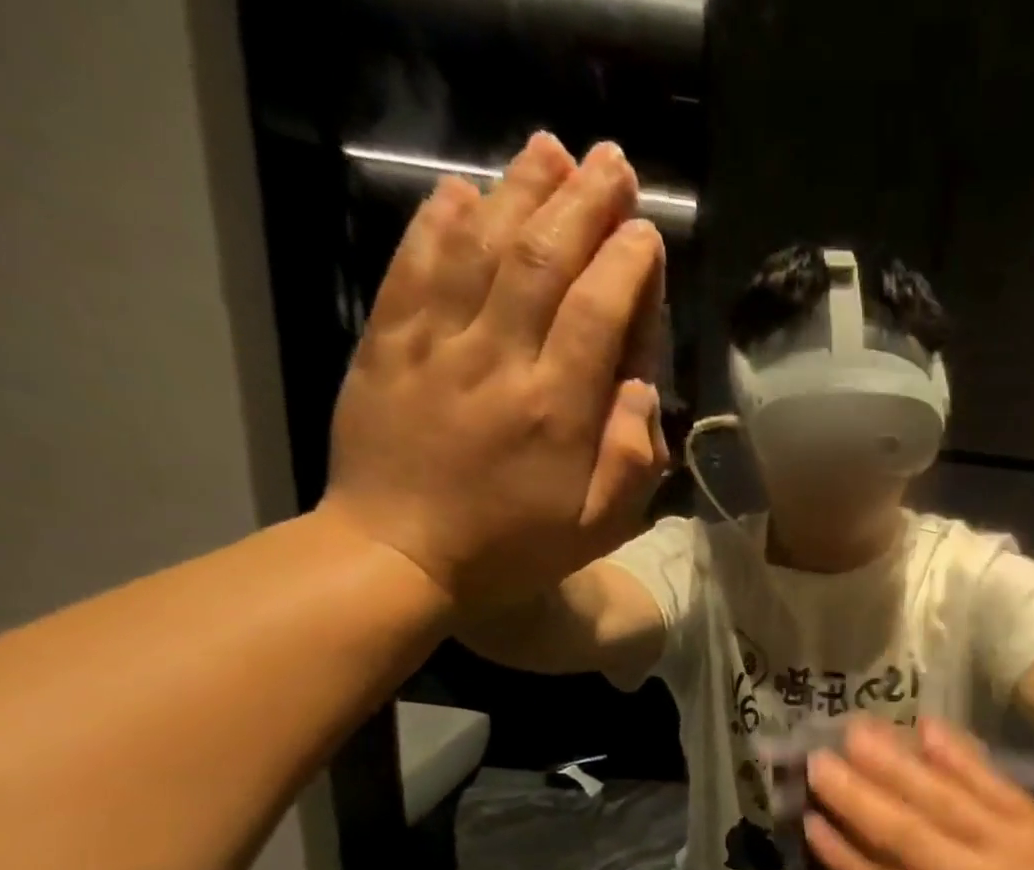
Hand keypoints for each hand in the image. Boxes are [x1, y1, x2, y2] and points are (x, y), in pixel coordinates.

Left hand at [320, 133, 670, 609]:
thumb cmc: (512, 549)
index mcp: (556, 412)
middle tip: (613, 165)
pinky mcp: (388, 341)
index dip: (626, 264)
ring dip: (520, 191)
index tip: (646, 234)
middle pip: (544, 262)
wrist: (398, 553)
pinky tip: (464, 189)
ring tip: (552, 151)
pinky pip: (414, 265)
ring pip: (482, 247)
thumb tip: (642, 388)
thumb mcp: (596, 528)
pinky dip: (439, 220)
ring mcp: (436, 345)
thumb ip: (631, 460)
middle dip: (584, 204)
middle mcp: (498, 362)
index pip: (597, 313)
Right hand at [804, 718, 1033, 869]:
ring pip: (940, 798)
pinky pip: (991, 781)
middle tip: (817, 759)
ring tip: (857, 730)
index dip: (840, 849)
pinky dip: (957, 753)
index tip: (806, 816)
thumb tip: (872, 866)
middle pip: (903, 832)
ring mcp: (1009, 845)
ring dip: (895, 762)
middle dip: (854, 794)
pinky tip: (926, 727)